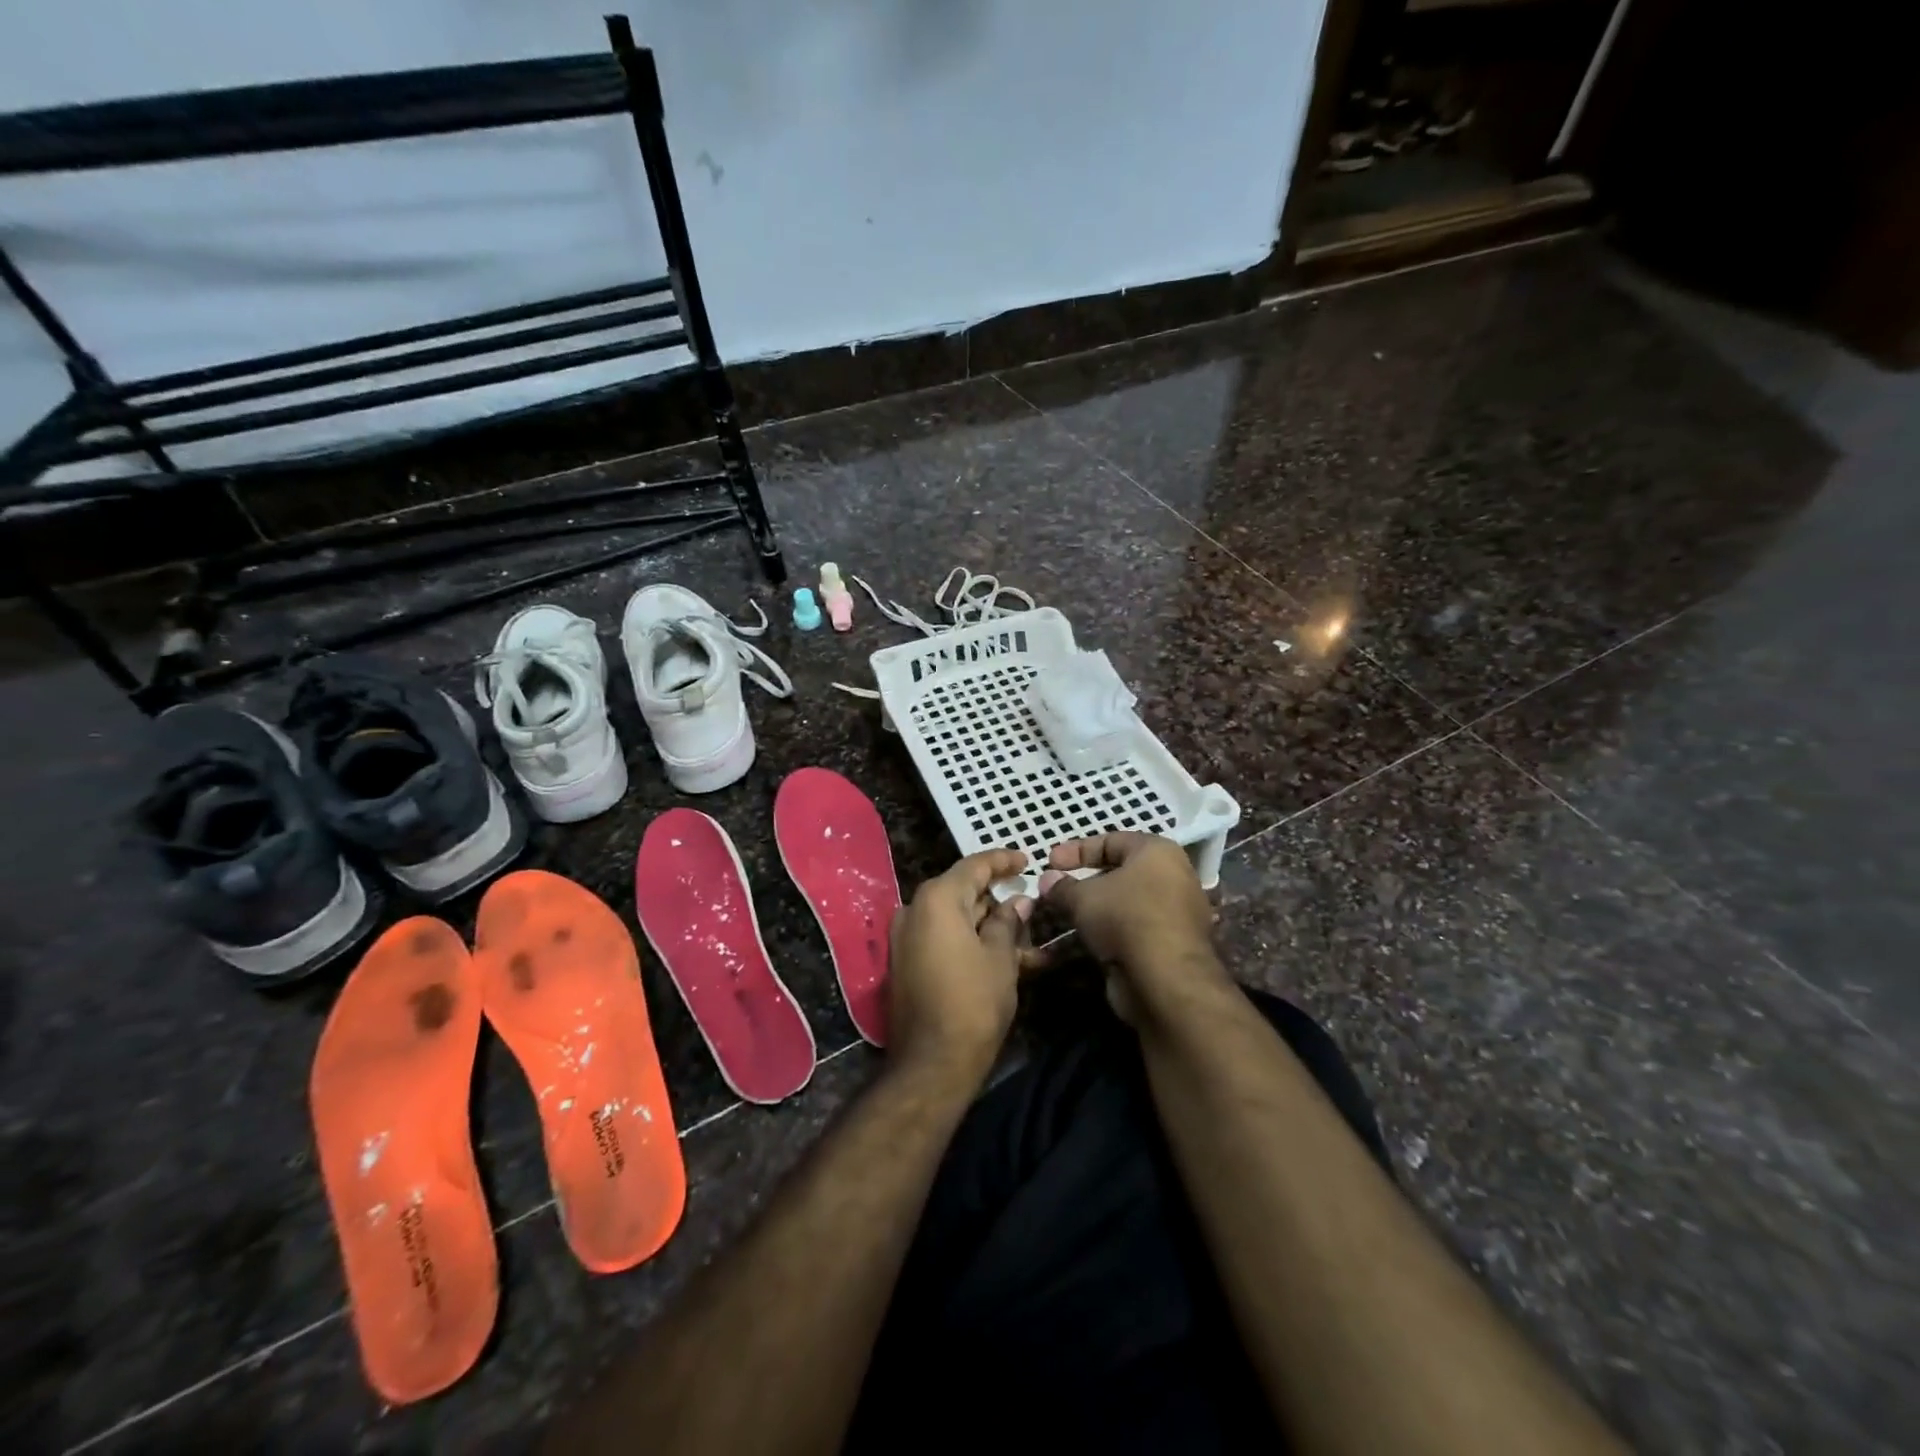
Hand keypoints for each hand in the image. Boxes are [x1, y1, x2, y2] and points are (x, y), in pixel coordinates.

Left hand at [887, 848, 1033, 1086]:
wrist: (931, 1063)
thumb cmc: (973, 1002)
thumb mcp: (1000, 958)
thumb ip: (1008, 922)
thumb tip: (1017, 902)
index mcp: (936, 899)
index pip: (974, 866)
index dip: (1002, 861)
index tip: (1027, 860)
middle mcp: (915, 911)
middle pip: (963, 892)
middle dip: (999, 901)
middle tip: (1031, 905)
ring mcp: (906, 938)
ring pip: (957, 920)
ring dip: (991, 927)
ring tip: (1030, 941)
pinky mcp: (906, 963)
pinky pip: (944, 940)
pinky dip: (972, 943)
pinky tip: (1006, 958)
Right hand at [1035, 833, 1226, 1023]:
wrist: (1166, 979)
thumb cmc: (1125, 918)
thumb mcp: (1083, 897)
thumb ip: (1062, 886)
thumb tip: (1047, 880)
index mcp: (1157, 852)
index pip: (1111, 840)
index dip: (1076, 850)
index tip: (1049, 861)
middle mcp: (1173, 876)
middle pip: (1120, 872)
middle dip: (1085, 880)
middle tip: (1057, 888)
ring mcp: (1175, 912)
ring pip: (1125, 902)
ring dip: (1095, 908)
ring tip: (1065, 915)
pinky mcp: (1171, 944)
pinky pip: (1133, 928)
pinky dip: (1109, 930)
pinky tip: (1084, 939)